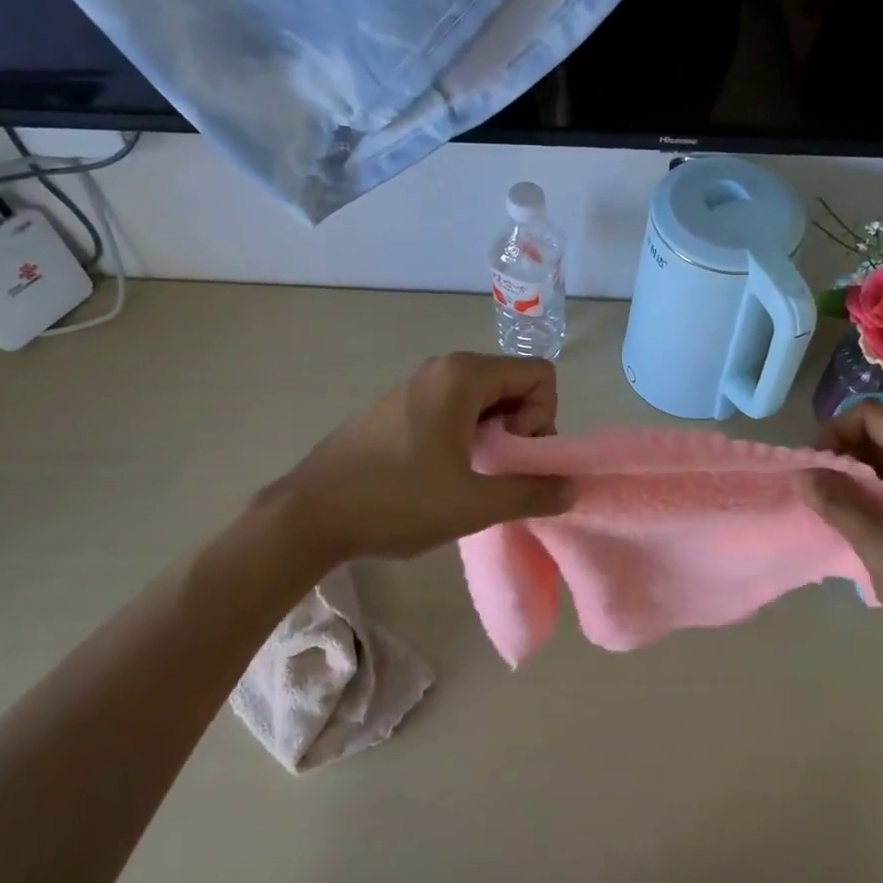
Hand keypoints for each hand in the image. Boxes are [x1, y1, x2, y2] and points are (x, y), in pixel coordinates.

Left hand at [249, 353, 572, 569]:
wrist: (309, 514)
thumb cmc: (396, 501)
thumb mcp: (473, 503)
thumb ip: (532, 491)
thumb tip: (572, 487)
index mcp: (463, 375)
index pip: (540, 375)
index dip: (541, 418)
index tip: (510, 456)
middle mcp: (442, 367)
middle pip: (513, 384)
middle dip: (520, 428)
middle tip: (495, 472)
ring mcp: (416, 384)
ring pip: (484, 399)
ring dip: (493, 436)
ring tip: (469, 477)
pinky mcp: (398, 406)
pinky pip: (455, 409)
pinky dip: (465, 436)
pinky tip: (440, 474)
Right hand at [800, 400, 882, 676]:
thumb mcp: (878, 547)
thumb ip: (837, 503)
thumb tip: (803, 472)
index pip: (871, 414)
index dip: (835, 432)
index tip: (816, 470)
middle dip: (847, 454)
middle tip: (823, 494)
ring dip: (866, 476)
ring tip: (844, 514)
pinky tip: (877, 530)